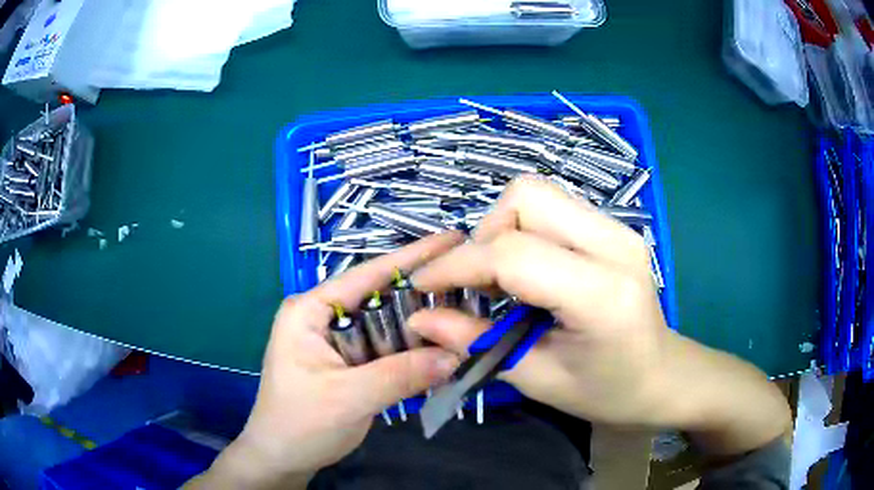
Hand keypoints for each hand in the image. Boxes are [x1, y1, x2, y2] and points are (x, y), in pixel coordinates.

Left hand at [188, 232, 463, 488]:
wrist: (283, 458)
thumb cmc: (299, 424)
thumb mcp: (347, 399)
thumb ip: (400, 375)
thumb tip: (455, 355)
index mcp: (310, 310)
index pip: (366, 274)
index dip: (412, 256)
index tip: (453, 238)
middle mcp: (324, 317)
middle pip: (381, 298)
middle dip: (423, 294)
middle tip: (471, 285)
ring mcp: (338, 340)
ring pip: (388, 325)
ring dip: (422, 326)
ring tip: (466, 314)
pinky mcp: (350, 363)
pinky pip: (387, 350)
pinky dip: (412, 351)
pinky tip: (442, 348)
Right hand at [409, 177, 789, 454]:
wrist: (665, 376)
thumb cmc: (609, 392)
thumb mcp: (539, 380)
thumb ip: (476, 345)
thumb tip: (419, 319)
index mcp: (602, 294)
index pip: (514, 254)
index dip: (457, 266)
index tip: (424, 287)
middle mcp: (614, 244)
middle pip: (527, 197)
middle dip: (485, 234)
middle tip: (477, 283)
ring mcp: (618, 229)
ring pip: (537, 193)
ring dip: (503, 228)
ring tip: (499, 278)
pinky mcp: (614, 228)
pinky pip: (553, 207)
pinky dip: (523, 229)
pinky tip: (526, 271)